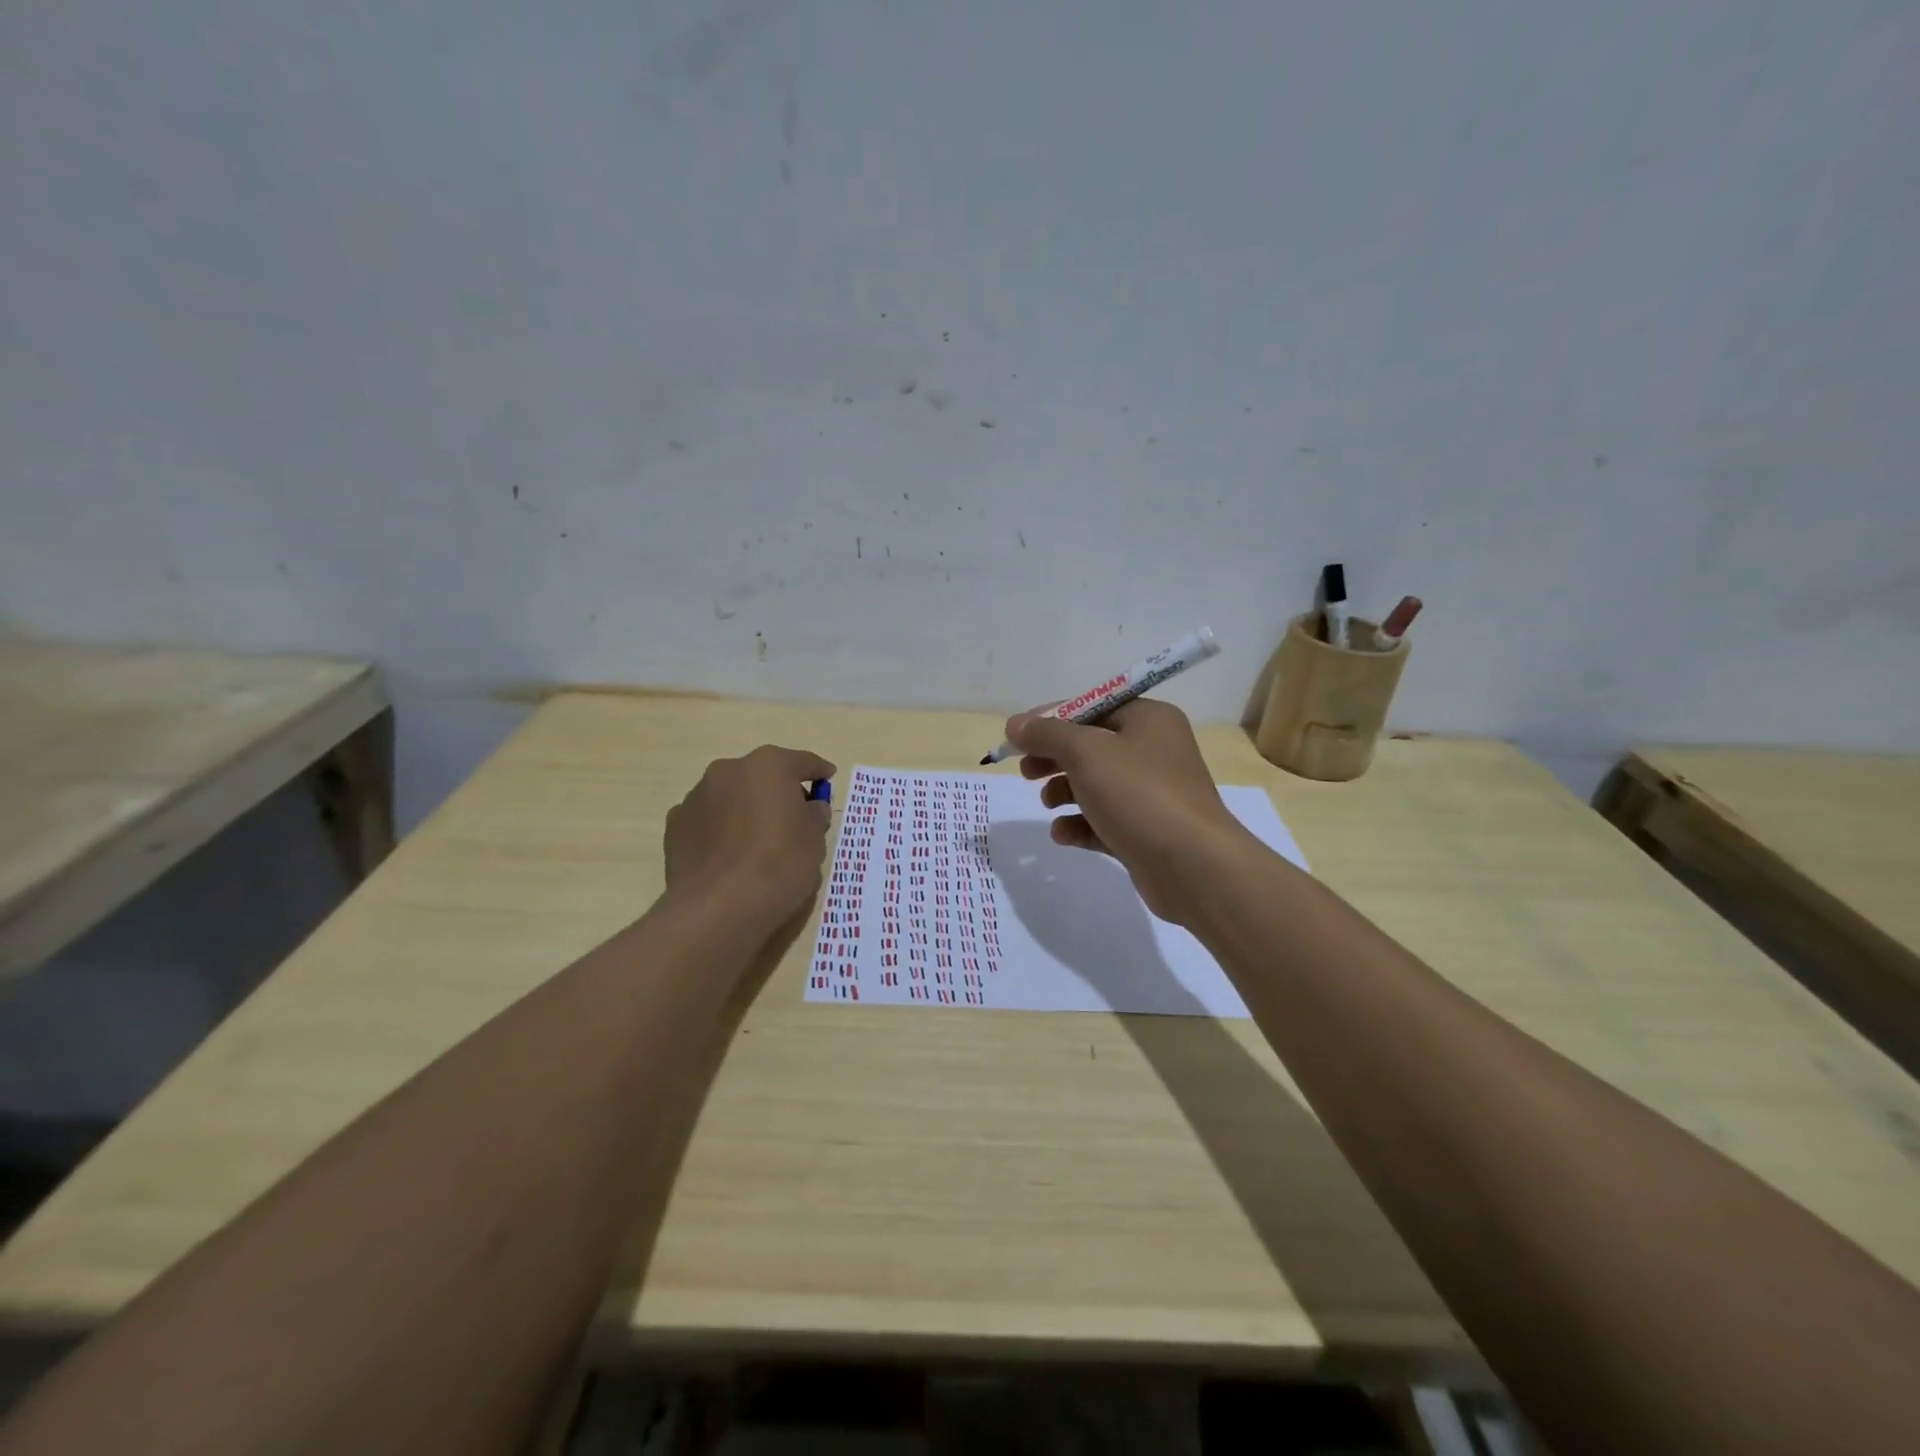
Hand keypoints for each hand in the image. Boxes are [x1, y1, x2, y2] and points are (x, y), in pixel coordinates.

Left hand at [665, 745, 835, 924]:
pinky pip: (708, 819)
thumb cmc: (779, 864)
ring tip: (756, 842)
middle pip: (762, 775)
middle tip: (793, 818)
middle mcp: (729, 770)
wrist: (719, 906)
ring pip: (731, 795)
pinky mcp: (675, 824)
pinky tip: (728, 856)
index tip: (827, 779)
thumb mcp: (815, 840)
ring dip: (745, 808)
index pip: (802, 762)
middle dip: (777, 791)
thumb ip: (814, 815)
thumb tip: (810, 808)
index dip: (818, 772)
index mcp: (768, 766)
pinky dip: (720, 829)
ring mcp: (697, 796)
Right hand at [1007, 700, 1260, 923]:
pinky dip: (1080, 823)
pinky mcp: (1146, 831)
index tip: (1016, 738)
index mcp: (1148, 719)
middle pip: (1091, 745)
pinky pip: (1104, 819)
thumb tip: (1015, 724)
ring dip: (1064, 790)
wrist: (1193, 866)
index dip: (1050, 719)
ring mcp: (1152, 794)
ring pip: (1096, 784)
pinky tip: (1062, 834)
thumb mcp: (1086, 753)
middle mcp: (1154, 751)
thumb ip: (1047, 734)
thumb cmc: (1139, 795)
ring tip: (1047, 803)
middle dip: (1054, 757)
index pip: (1091, 706)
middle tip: (1026, 771)